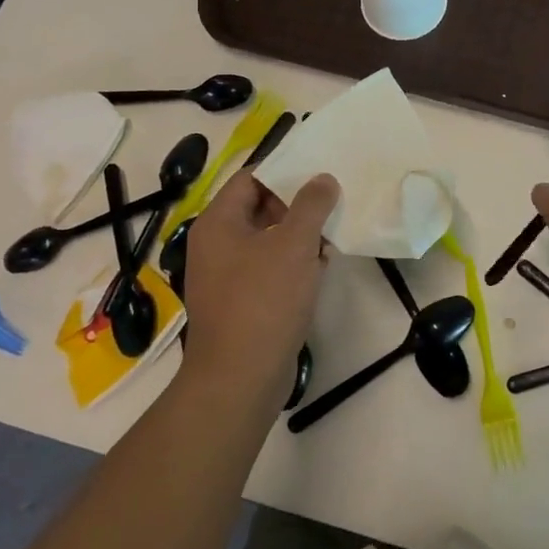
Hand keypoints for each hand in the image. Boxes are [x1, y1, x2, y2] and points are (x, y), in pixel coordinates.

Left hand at [182, 170, 338, 396]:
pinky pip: (269, 269)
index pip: (250, 178)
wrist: (240, 378)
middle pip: (259, 207)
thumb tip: (323, 179)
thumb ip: (311, 205)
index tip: (319, 170)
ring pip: (268, 240)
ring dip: (299, 236)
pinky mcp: (241, 302)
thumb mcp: (294, 244)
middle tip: (332, 203)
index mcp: (218, 222)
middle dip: (298, 205)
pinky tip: (321, 268)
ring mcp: (226, 275)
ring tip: (333, 235)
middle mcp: (216, 244)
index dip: (284, 170)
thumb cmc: (264, 301)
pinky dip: (293, 264)